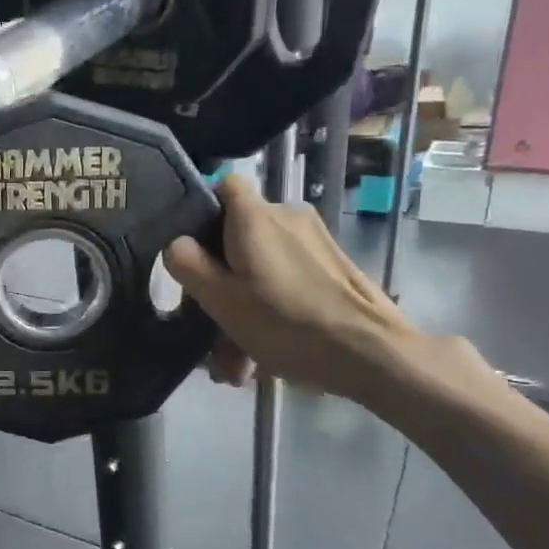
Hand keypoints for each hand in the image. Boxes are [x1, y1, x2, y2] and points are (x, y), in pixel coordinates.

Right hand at [162, 175, 422, 405]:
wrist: (371, 354)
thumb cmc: (286, 323)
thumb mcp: (222, 300)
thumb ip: (189, 266)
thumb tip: (177, 244)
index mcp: (256, 218)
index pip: (223, 184)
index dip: (201, 209)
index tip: (190, 249)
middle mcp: (287, 218)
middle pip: (237, 238)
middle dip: (218, 284)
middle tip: (208, 330)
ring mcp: (314, 243)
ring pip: (261, 268)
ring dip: (241, 310)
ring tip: (234, 364)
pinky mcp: (332, 269)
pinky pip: (286, 283)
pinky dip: (270, 312)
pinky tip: (262, 360)